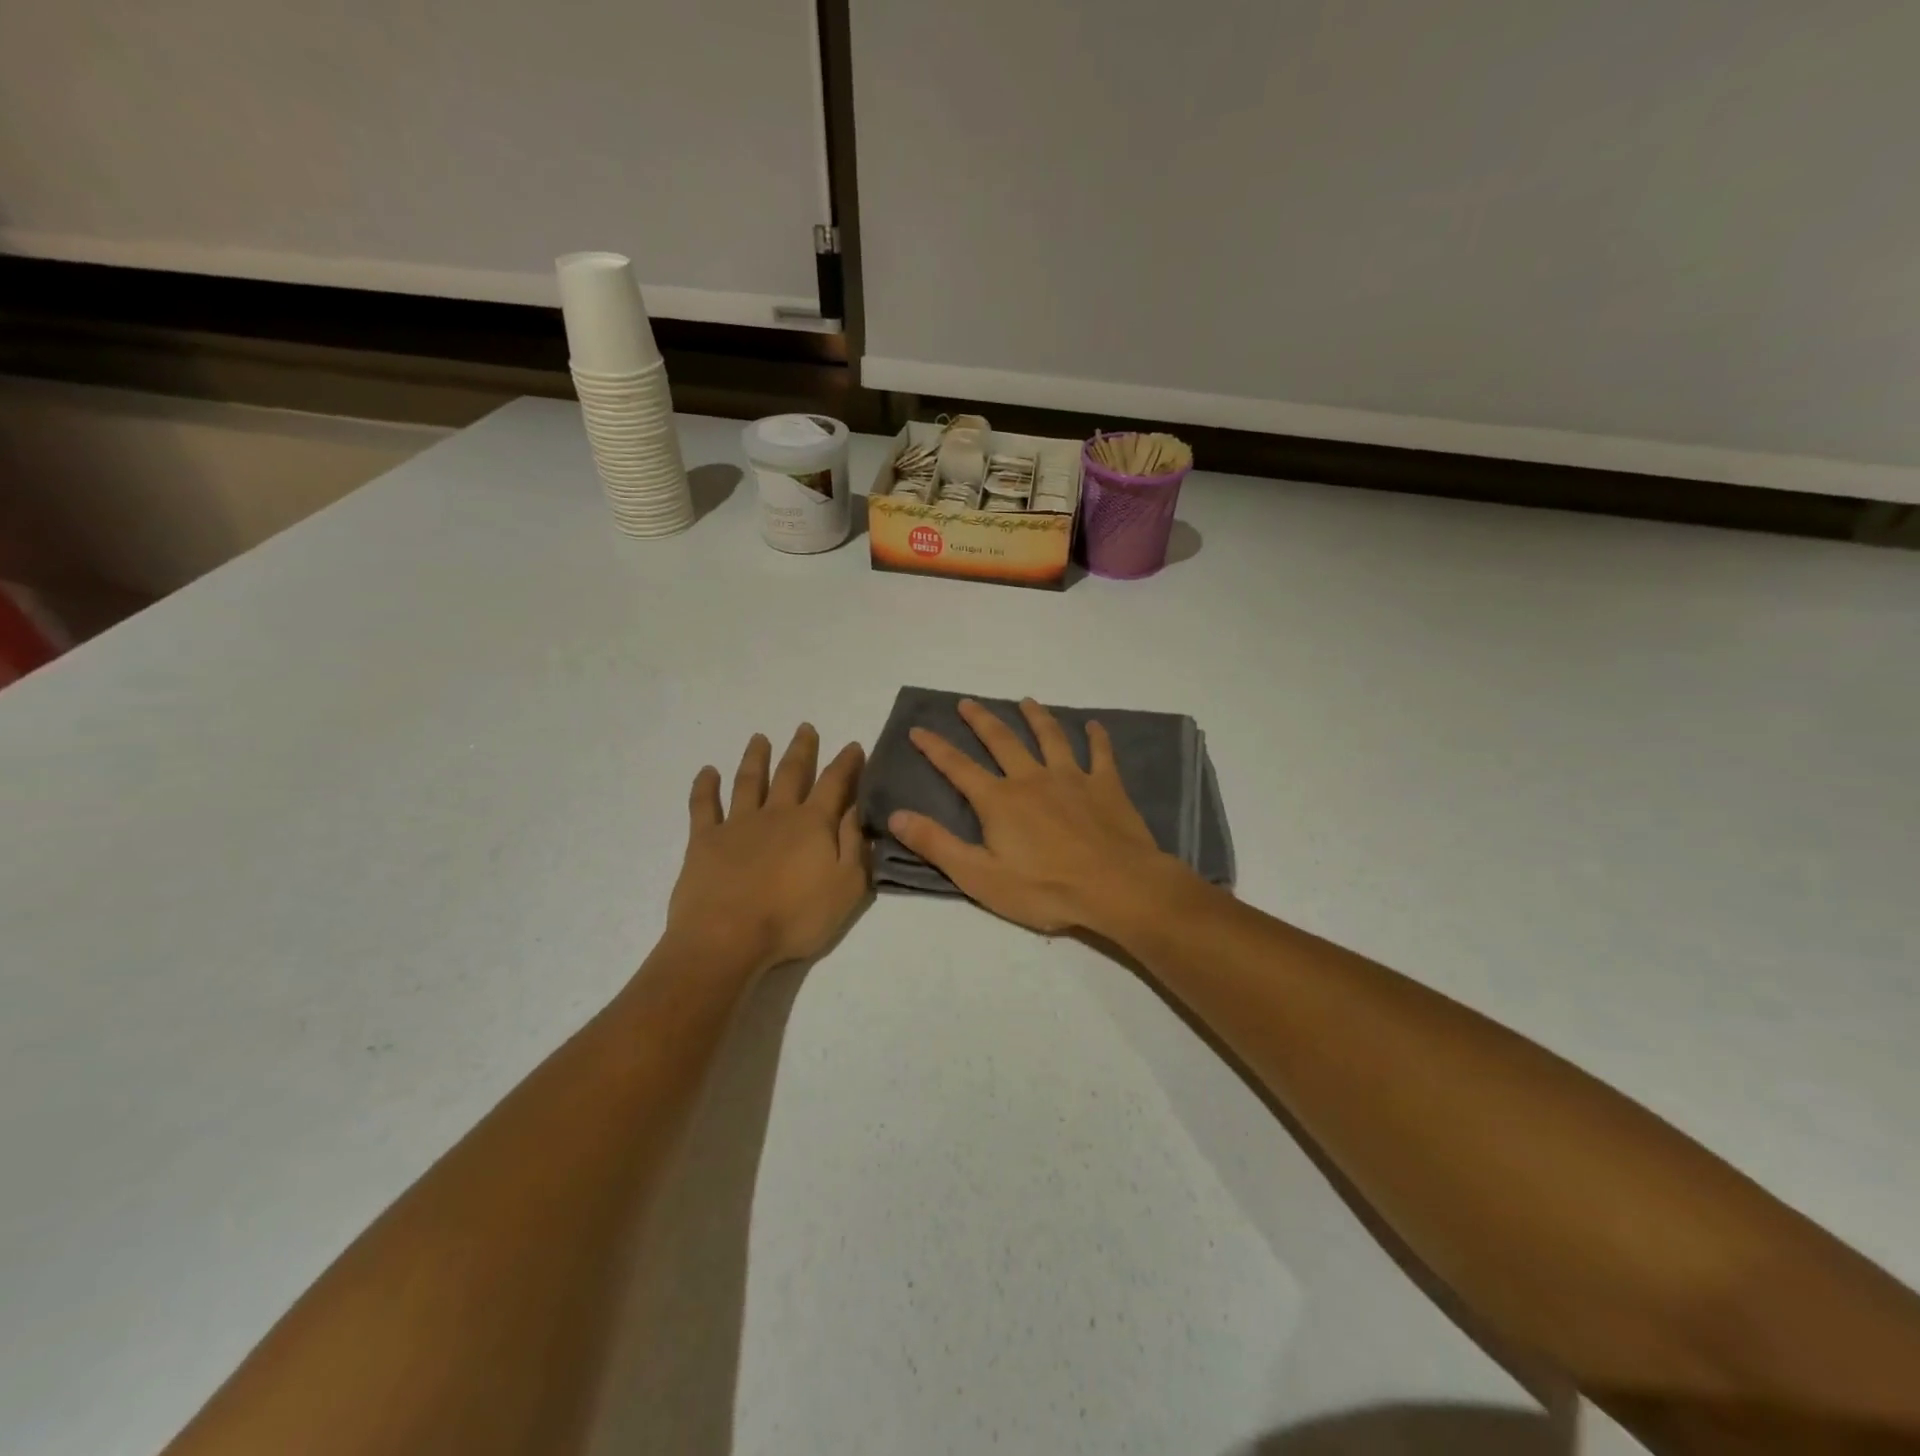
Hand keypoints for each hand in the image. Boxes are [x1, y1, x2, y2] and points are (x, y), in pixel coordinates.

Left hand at [664, 725, 868, 973]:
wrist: (728, 938)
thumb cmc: (794, 918)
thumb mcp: (847, 887)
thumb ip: (855, 846)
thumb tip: (858, 809)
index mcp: (813, 824)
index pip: (835, 784)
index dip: (846, 764)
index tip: (853, 746)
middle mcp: (776, 813)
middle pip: (791, 773)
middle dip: (801, 749)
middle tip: (805, 727)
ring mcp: (737, 823)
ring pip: (749, 781)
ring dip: (756, 758)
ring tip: (759, 738)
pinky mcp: (704, 840)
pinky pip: (703, 805)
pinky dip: (705, 786)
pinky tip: (707, 771)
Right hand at [887, 698, 1189, 933]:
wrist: (1117, 887)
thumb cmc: (1045, 889)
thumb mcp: (979, 877)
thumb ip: (937, 844)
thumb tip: (896, 815)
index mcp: (999, 800)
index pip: (958, 767)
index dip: (935, 747)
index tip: (918, 728)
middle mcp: (1032, 778)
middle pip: (1002, 740)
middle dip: (981, 720)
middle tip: (967, 702)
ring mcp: (1072, 778)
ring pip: (1050, 737)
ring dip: (1036, 717)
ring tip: (1026, 701)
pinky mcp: (1106, 786)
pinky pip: (1101, 754)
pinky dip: (1097, 737)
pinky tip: (1095, 725)